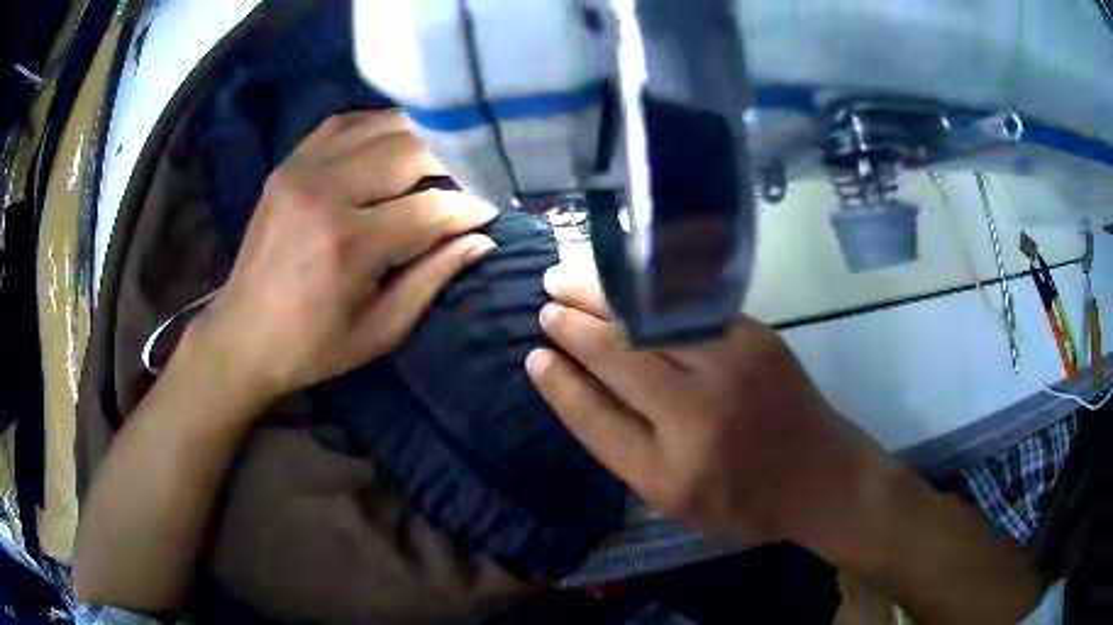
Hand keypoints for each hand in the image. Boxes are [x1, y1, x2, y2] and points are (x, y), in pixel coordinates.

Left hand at [193, 110, 498, 402]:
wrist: (242, 334)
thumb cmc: (312, 346)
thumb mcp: (379, 330)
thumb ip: (432, 278)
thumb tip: (481, 239)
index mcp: (347, 245)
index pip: (430, 207)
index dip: (469, 207)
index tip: (491, 212)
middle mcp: (325, 192)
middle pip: (411, 150)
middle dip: (452, 164)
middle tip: (466, 185)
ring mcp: (302, 170)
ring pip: (382, 126)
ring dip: (419, 139)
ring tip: (437, 163)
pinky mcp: (288, 163)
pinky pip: (344, 124)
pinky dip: (377, 128)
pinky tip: (391, 146)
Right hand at [525, 265, 893, 560]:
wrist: (821, 476)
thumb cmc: (744, 502)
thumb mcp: (676, 501)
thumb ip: (626, 448)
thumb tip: (577, 388)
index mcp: (669, 472)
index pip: (595, 418)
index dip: (560, 384)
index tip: (533, 356)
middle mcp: (697, 415)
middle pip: (618, 357)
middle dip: (573, 327)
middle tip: (545, 306)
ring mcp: (731, 367)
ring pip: (649, 320)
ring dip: (600, 295)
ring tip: (565, 278)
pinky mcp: (755, 337)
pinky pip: (688, 305)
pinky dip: (646, 289)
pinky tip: (622, 278)